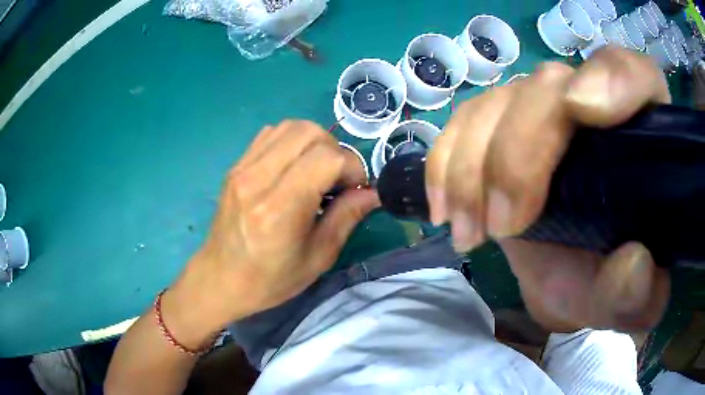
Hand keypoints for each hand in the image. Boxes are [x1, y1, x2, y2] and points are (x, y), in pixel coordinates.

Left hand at [163, 120, 377, 346]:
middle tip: (337, 180)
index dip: (352, 167)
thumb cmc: (270, 280)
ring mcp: (242, 168)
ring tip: (317, 172)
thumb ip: (348, 217)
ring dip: (314, 142)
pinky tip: (294, 167)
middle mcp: (258, 178)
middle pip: (309, 132)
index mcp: (279, 208)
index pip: (327, 158)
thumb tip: (373, 192)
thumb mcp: (318, 257)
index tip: (355, 190)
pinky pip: (270, 134)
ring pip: (290, 126)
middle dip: (335, 150)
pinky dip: (292, 142)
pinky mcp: (236, 166)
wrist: (220, 279)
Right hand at [426, 47, 670, 331]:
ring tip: (470, 231)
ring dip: (473, 165)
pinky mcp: (505, 132)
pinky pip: (466, 121)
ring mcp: (545, 116)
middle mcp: (595, 109)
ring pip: (501, 101)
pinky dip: (447, 161)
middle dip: (520, 150)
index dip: (613, 78)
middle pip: (551, 85)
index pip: (636, 75)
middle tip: (504, 226)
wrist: (574, 285)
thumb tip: (631, 263)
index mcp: (644, 139)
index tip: (585, 112)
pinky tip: (445, 206)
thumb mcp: (631, 304)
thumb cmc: (613, 287)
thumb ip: (639, 293)